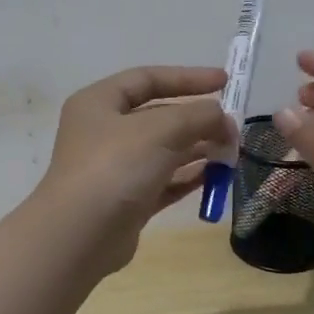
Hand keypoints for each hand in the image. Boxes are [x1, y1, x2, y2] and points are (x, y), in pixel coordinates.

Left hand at [36, 65, 234, 272]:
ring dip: (198, 148)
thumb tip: (223, 118)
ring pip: (163, 150)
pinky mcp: (127, 201)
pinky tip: (216, 176)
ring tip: (232, 151)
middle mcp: (103, 131)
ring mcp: (114, 168)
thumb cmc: (115, 166)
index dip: (187, 77)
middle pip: (158, 115)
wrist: (79, 236)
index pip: (148, 79)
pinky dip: (188, 176)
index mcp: (99, 102)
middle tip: (234, 127)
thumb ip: (198, 116)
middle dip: (197, 118)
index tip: (225, 81)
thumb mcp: (161, 129)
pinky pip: (164, 181)